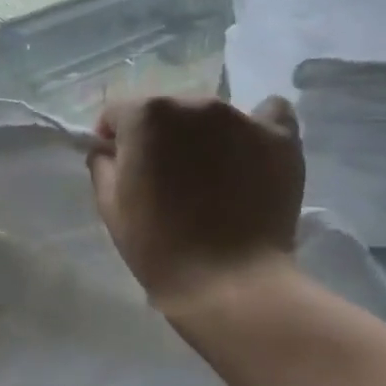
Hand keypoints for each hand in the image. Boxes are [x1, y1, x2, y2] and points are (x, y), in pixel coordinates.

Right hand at [88, 94, 304, 306]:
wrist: (227, 281)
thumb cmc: (157, 244)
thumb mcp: (109, 204)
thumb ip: (103, 164)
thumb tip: (111, 150)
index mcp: (146, 116)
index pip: (118, 113)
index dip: (113, 138)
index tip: (119, 165)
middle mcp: (194, 104)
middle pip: (167, 109)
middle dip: (159, 135)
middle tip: (164, 175)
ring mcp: (242, 118)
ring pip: (211, 114)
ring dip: (202, 135)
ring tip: (209, 174)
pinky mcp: (282, 138)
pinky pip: (269, 113)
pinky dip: (255, 127)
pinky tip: (249, 152)